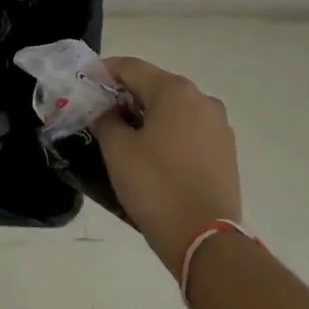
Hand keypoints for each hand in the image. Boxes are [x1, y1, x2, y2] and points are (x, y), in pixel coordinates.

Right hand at [92, 57, 240, 278]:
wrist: (206, 241)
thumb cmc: (156, 187)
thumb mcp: (118, 150)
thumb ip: (105, 119)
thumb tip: (105, 109)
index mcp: (175, 91)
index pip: (131, 67)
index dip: (102, 71)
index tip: (82, 82)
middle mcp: (202, 99)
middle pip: (154, 85)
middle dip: (124, 94)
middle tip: (98, 110)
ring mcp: (218, 126)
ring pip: (173, 108)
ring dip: (146, 114)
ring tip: (122, 133)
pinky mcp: (226, 151)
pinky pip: (189, 129)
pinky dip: (167, 132)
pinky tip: (151, 152)